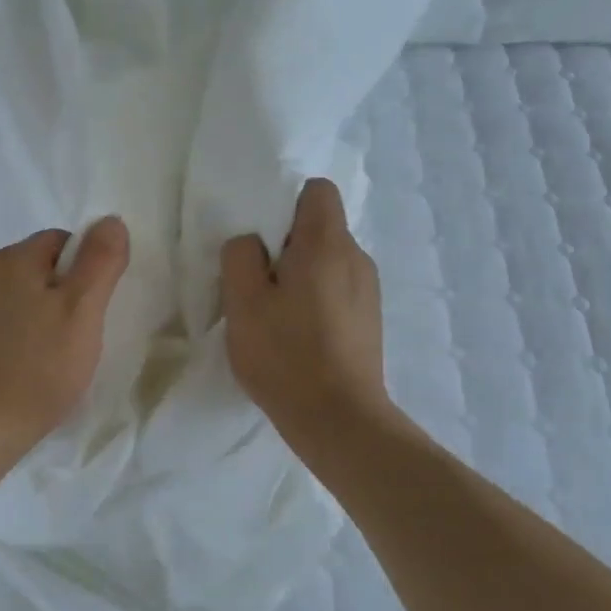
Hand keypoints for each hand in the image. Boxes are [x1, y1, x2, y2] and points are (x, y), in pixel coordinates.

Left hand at [0, 218, 130, 455]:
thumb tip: (111, 220)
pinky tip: (34, 365)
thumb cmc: (40, 365)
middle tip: (82, 333)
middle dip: (67, 294)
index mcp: (11, 258)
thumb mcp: (83, 308)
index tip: (94, 308)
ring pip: (25, 296)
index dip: (88, 270)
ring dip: (46, 315)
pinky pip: (7, 322)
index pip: (63, 242)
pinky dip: (25, 335)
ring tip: (59, 354)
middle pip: (43, 268)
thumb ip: (100, 260)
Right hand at [221, 178, 391, 448]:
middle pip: (320, 228)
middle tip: (257, 282)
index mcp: (327, 244)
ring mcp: (369, 290)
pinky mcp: (370, 319)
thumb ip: (240, 256)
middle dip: (286, 245)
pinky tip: (298, 335)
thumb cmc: (286, 355)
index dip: (285, 203)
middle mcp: (357, 257)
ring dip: (300, 275)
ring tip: (276, 314)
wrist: (340, 420)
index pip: (317, 191)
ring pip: (328, 261)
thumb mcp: (243, 302)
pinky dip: (316, 299)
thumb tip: (251, 242)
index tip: (262, 237)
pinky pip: (338, 289)